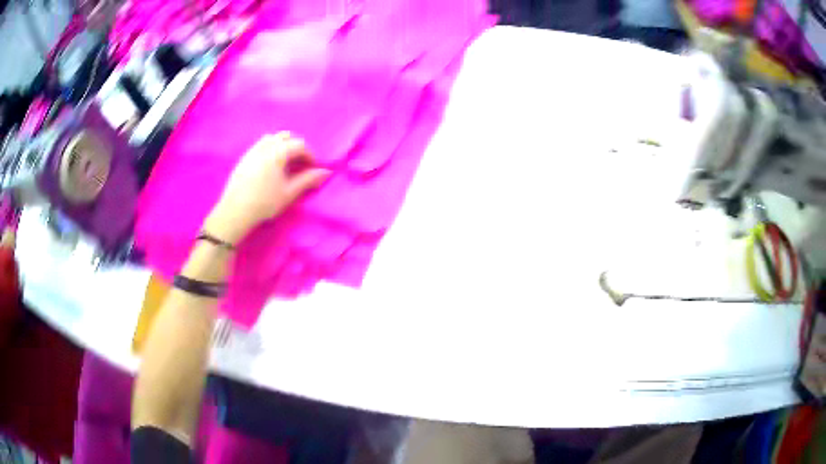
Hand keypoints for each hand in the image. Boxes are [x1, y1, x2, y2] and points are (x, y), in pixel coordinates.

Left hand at [204, 132, 329, 243]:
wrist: (235, 211)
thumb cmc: (265, 202)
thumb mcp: (289, 192)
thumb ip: (308, 180)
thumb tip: (326, 172)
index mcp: (278, 152)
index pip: (300, 145)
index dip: (310, 155)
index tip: (313, 169)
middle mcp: (265, 146)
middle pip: (286, 137)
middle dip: (296, 148)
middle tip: (300, 165)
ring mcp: (253, 150)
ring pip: (272, 138)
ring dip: (282, 146)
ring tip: (285, 164)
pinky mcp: (244, 157)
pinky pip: (260, 145)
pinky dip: (270, 149)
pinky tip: (270, 167)